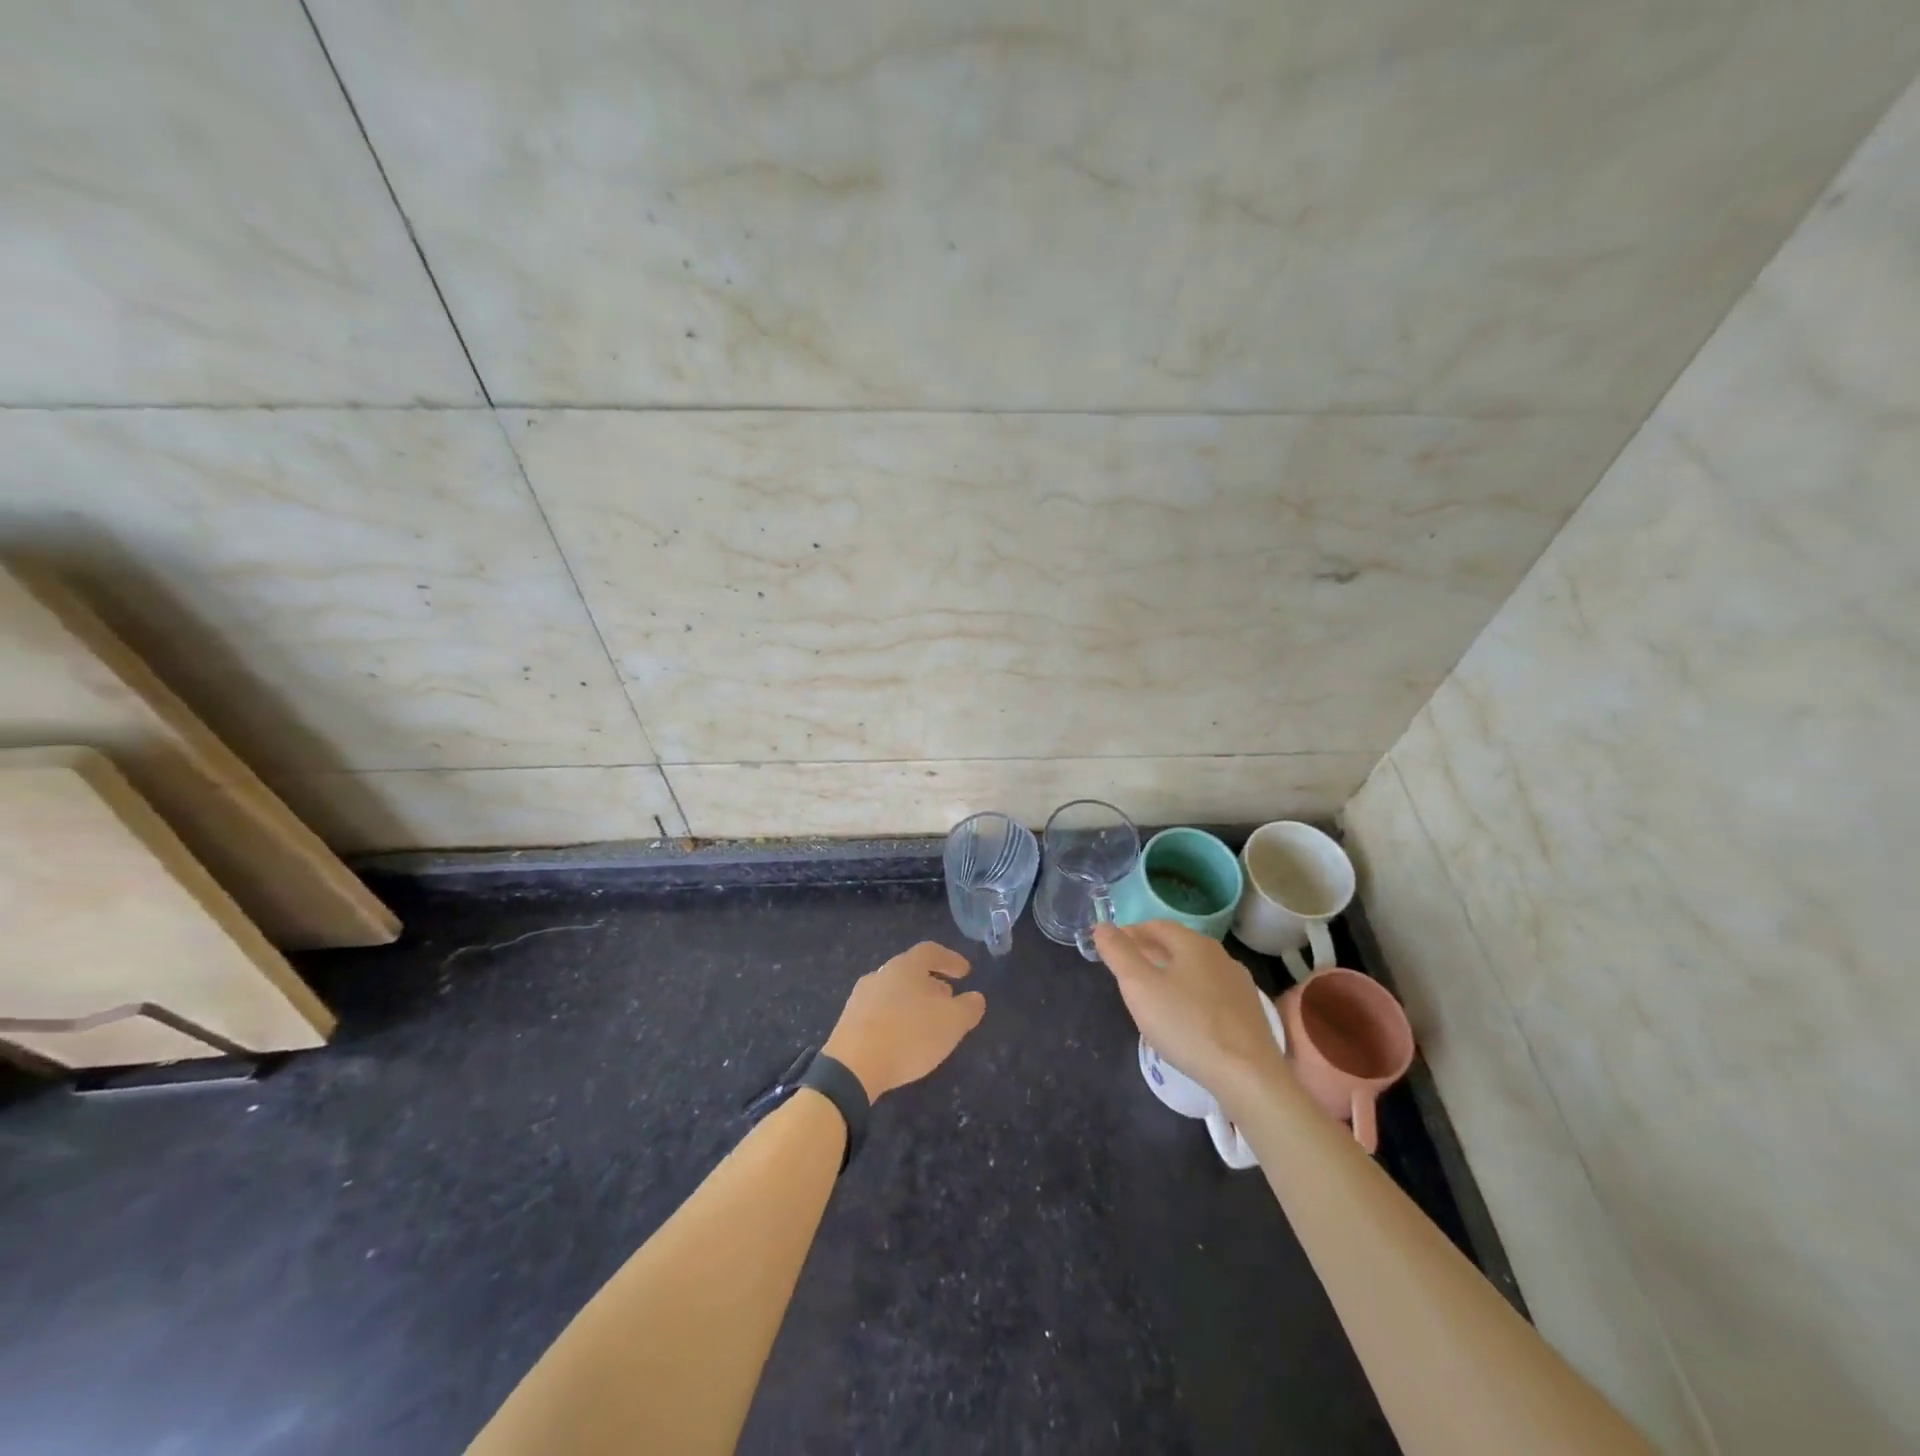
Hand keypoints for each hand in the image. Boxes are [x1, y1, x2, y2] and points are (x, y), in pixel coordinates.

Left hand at [821, 942, 985, 1100]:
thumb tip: (975, 997)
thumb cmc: (908, 1035)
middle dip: (932, 983)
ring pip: (895, 991)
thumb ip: (968, 1008)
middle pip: (911, 971)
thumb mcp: (952, 1023)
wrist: (852, 1067)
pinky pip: (880, 1012)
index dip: (950, 959)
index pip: (930, 951)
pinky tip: (903, 1039)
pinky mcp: (849, 1021)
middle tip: (949, 999)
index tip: (965, 972)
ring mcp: (861, 997)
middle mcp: (881, 974)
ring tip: (928, 1022)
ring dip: (914, 1002)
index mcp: (905, 966)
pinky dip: (896, 1018)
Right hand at [1092, 920, 1285, 1097]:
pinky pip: (1210, 994)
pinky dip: (1190, 996)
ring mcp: (1238, 985)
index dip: (1130, 933)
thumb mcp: (1139, 986)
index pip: (1155, 926)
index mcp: (1193, 943)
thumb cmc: (1186, 1024)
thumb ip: (1118, 953)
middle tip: (1125, 971)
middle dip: (1149, 953)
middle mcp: (1219, 956)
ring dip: (1170, 974)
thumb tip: (1102, 926)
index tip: (1111, 948)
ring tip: (1151, 994)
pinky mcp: (1248, 1014)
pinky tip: (1183, 1017)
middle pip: (1177, 946)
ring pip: (1195, 970)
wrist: (1247, 1076)